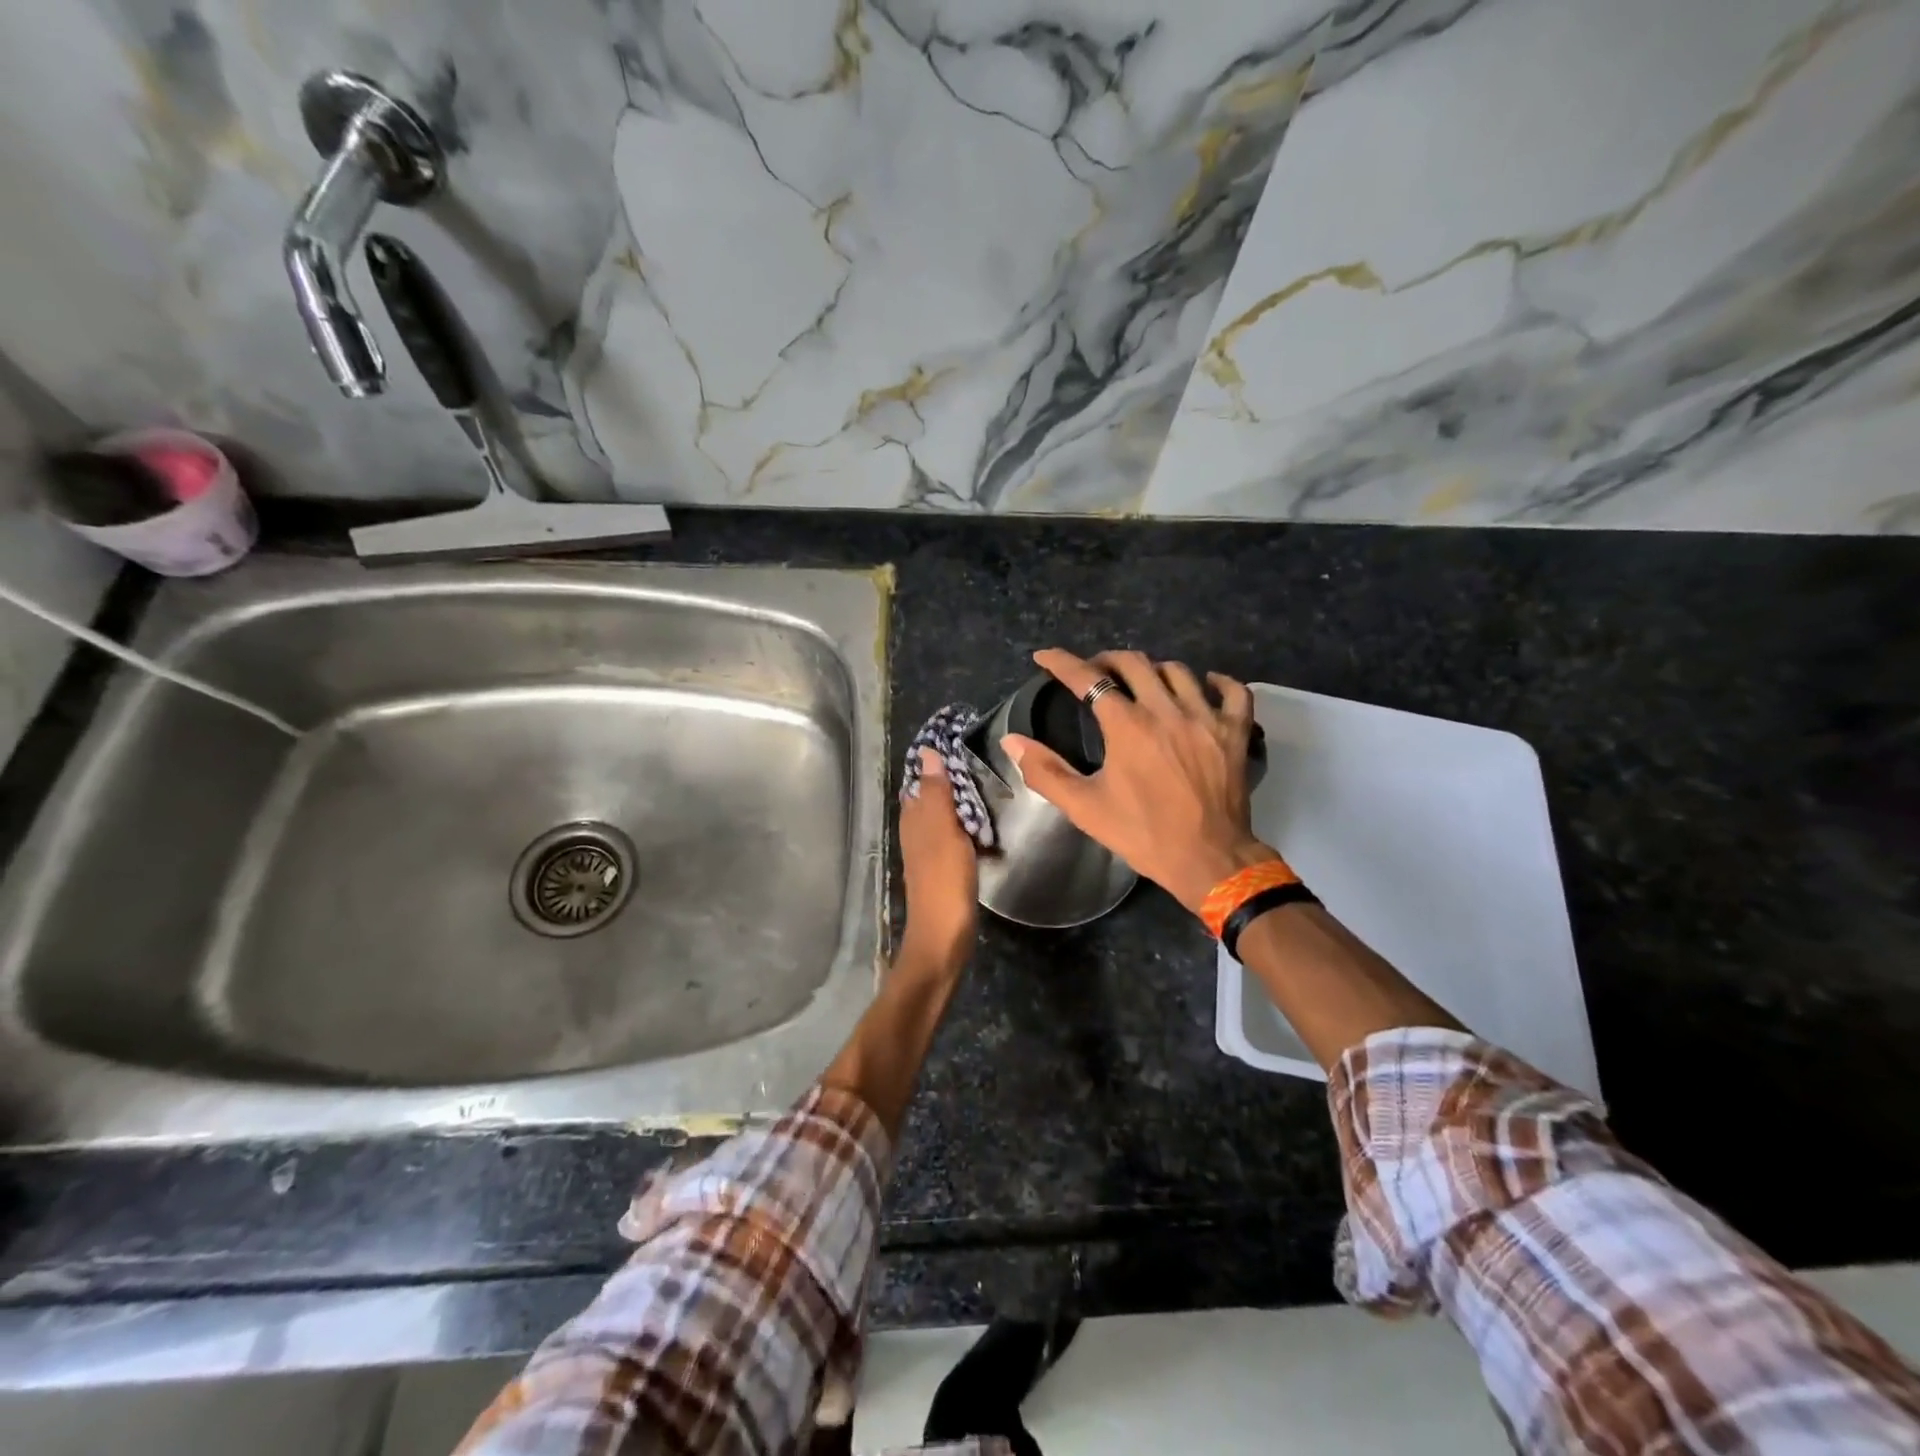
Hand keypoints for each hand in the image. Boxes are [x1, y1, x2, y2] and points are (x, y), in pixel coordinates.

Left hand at [898, 747, 979, 963]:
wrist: (944, 936)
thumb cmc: (944, 879)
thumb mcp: (943, 830)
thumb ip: (937, 793)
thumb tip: (928, 752)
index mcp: (914, 819)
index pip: (920, 780)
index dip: (935, 761)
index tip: (959, 740)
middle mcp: (916, 832)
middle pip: (932, 797)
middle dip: (951, 779)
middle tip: (983, 761)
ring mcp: (929, 852)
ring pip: (943, 817)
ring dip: (961, 803)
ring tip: (989, 786)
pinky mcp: (944, 869)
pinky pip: (955, 837)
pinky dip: (968, 827)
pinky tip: (986, 827)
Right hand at [1003, 649, 1275, 915]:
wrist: (1208, 859)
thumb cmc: (1142, 834)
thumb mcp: (1084, 807)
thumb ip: (1045, 771)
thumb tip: (1011, 741)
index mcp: (1127, 726)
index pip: (1088, 679)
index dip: (1062, 662)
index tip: (1045, 656)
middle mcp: (1166, 710)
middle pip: (1134, 663)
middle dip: (1106, 659)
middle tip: (1094, 671)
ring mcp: (1205, 718)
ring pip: (1178, 671)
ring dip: (1152, 669)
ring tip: (1140, 681)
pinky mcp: (1234, 732)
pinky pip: (1233, 691)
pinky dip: (1216, 682)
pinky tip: (1204, 685)